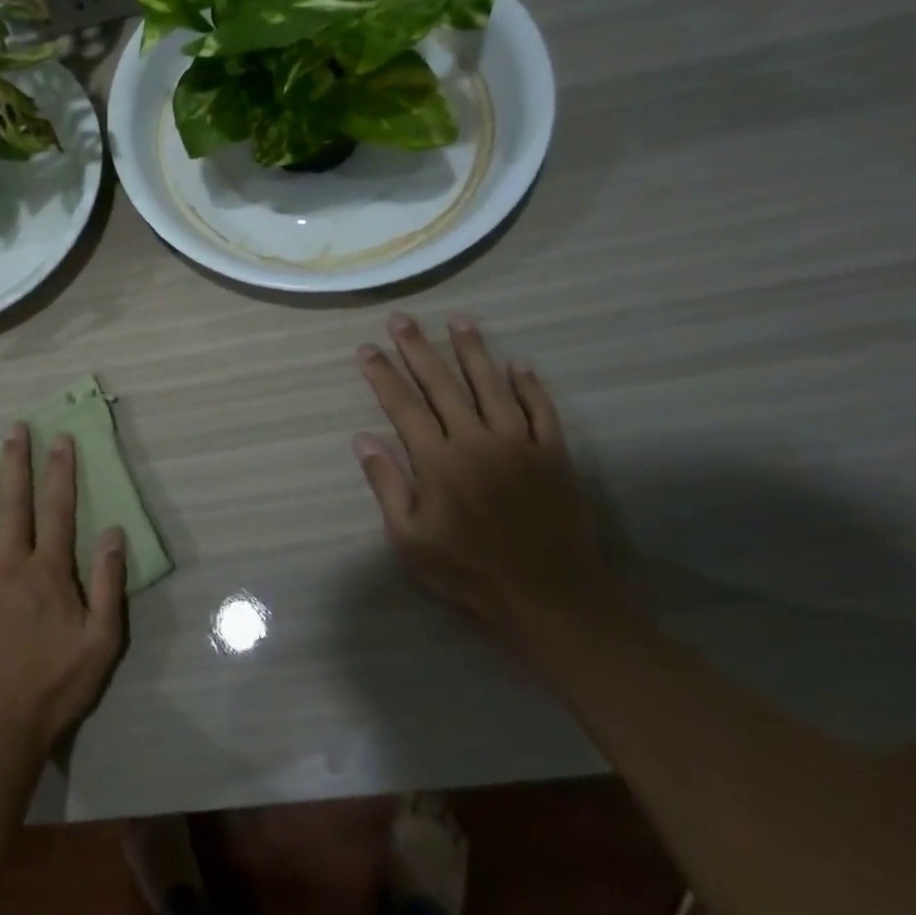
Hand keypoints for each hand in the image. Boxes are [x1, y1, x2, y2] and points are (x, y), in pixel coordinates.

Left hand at [0, 426, 126, 753]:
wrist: (2, 725)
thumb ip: (109, 583)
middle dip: (16, 462)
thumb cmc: (58, 682)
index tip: (60, 438)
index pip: (58, 509)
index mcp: (49, 572)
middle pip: (15, 504)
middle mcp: (11, 564)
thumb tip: (115, 532)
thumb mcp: (102, 640)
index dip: (60, 471)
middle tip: (14, 428)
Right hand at [354, 313, 616, 641]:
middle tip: (402, 319)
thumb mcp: (410, 539)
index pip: (403, 405)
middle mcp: (475, 440)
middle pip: (442, 384)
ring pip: (491, 385)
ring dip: (473, 351)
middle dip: (418, 349)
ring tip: (459, 321)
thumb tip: (363, 439)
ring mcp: (518, 443)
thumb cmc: (469, 571)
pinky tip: (519, 364)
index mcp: (438, 460)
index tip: (368, 348)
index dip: (383, 374)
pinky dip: (529, 386)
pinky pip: (541, 410)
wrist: (549, 596)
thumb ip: (387, 485)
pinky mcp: (552, 454)